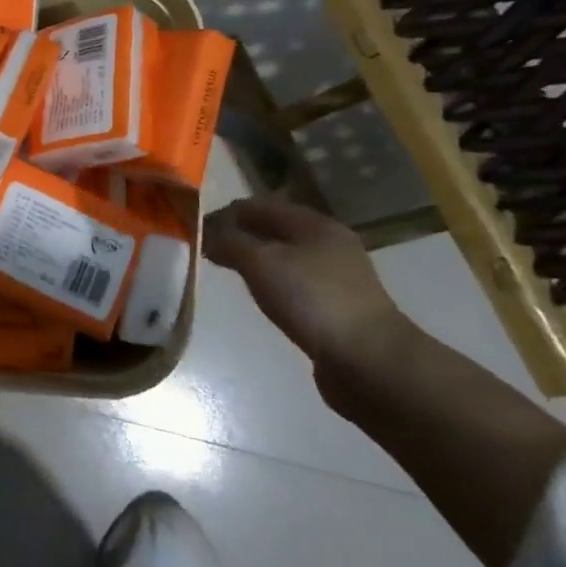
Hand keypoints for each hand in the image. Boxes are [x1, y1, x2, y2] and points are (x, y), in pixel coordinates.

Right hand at [203, 195, 407, 370]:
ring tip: (228, 271)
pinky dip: (271, 282)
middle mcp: (328, 243)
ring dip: (254, 259)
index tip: (195, 229)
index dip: (225, 213)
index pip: (258, 205)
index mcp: (314, 224)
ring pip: (283, 256)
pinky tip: (260, 296)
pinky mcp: (337, 305)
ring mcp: (336, 276)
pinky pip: (294, 282)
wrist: (370, 361)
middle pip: (273, 229)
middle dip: (239, 235)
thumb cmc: (313, 300)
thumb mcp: (261, 263)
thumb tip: (206, 233)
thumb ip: (230, 242)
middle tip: (207, 250)